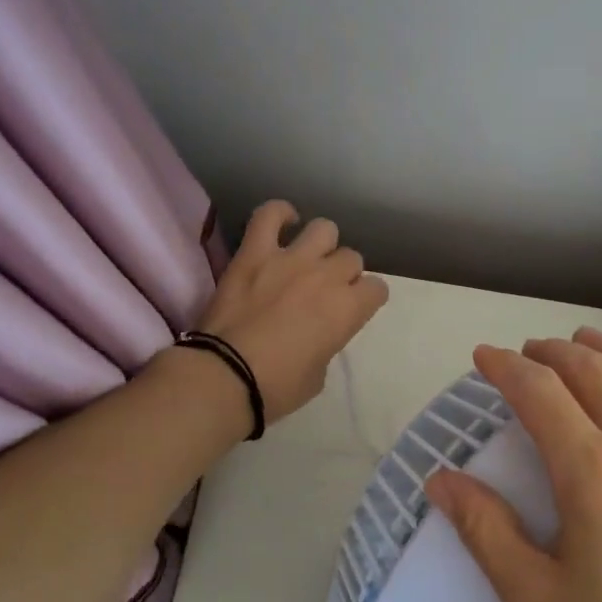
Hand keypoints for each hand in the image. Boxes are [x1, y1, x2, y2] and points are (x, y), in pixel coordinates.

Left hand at [194, 200, 389, 421]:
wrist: (224, 376)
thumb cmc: (276, 388)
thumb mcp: (318, 375)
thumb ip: (327, 343)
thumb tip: (318, 331)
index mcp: (347, 310)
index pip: (377, 289)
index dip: (367, 299)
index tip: (354, 308)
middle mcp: (326, 277)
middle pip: (351, 258)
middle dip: (343, 274)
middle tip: (325, 291)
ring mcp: (290, 259)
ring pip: (324, 228)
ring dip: (321, 244)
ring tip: (307, 257)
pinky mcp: (254, 253)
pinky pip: (269, 215)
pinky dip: (279, 214)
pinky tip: (283, 222)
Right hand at [423, 329, 601, 601]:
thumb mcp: (535, 601)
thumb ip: (485, 530)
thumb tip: (439, 479)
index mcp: (592, 474)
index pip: (539, 393)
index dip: (505, 366)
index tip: (485, 357)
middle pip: (592, 371)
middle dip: (553, 352)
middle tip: (530, 354)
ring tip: (587, 343)